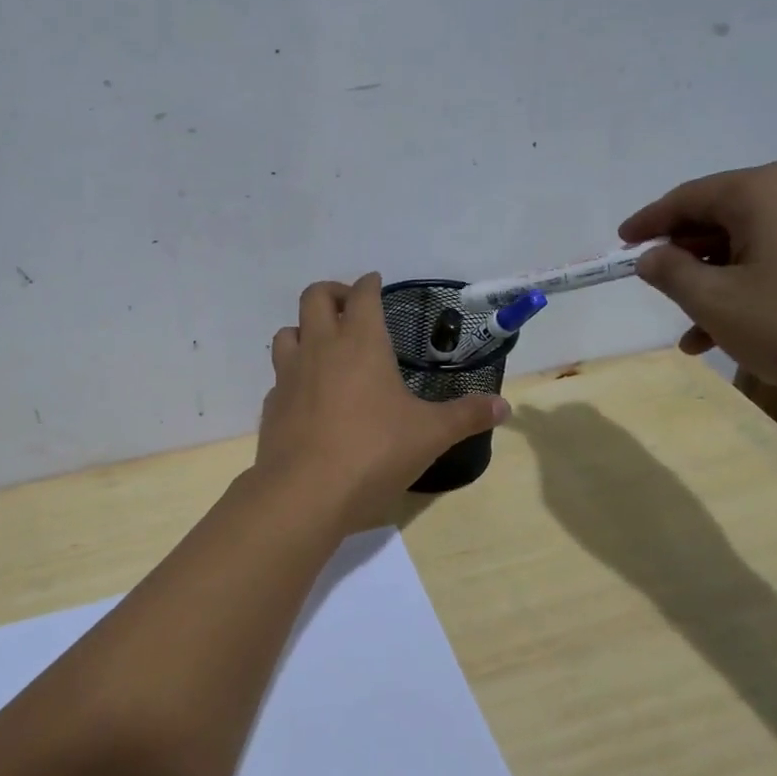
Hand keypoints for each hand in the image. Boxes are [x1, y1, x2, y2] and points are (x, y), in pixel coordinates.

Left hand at [256, 273, 510, 531]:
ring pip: (286, 332)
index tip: (375, 282)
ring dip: (304, 330)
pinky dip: (293, 375)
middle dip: (332, 293)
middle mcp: (320, 348)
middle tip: (349, 307)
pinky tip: (308, 396)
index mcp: (360, 343)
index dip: (369, 284)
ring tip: (324, 347)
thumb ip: (466, 416)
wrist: (305, 493)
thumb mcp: (430, 435)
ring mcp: (289, 375)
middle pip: (313, 297)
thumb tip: (504, 406)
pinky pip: (279, 377)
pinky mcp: (271, 405)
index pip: (361, 295)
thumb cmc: (374, 452)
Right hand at [620, 162, 776, 405]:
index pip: (687, 197)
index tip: (621, 245)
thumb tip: (653, 256)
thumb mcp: (718, 303)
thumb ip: (672, 274)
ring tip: (696, 336)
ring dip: (719, 286)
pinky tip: (743, 334)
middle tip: (662, 296)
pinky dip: (756, 290)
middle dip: (686, 262)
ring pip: (754, 247)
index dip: (648, 222)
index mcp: (763, 191)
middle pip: (722, 220)